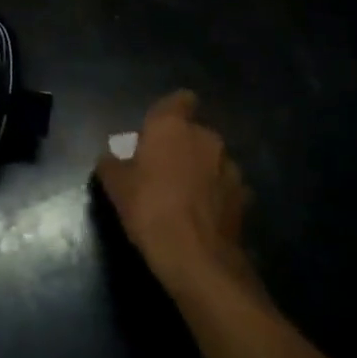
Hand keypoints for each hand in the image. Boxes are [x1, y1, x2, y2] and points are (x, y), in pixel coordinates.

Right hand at [96, 91, 251, 284]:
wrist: (197, 258)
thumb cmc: (150, 208)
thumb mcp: (116, 186)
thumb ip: (112, 164)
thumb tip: (111, 158)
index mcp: (172, 126)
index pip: (181, 99)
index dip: (172, 111)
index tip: (158, 130)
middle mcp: (206, 137)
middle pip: (195, 132)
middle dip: (183, 145)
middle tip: (163, 169)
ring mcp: (230, 167)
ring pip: (213, 160)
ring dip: (202, 170)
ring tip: (185, 196)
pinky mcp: (245, 197)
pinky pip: (225, 187)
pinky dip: (216, 196)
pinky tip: (202, 216)